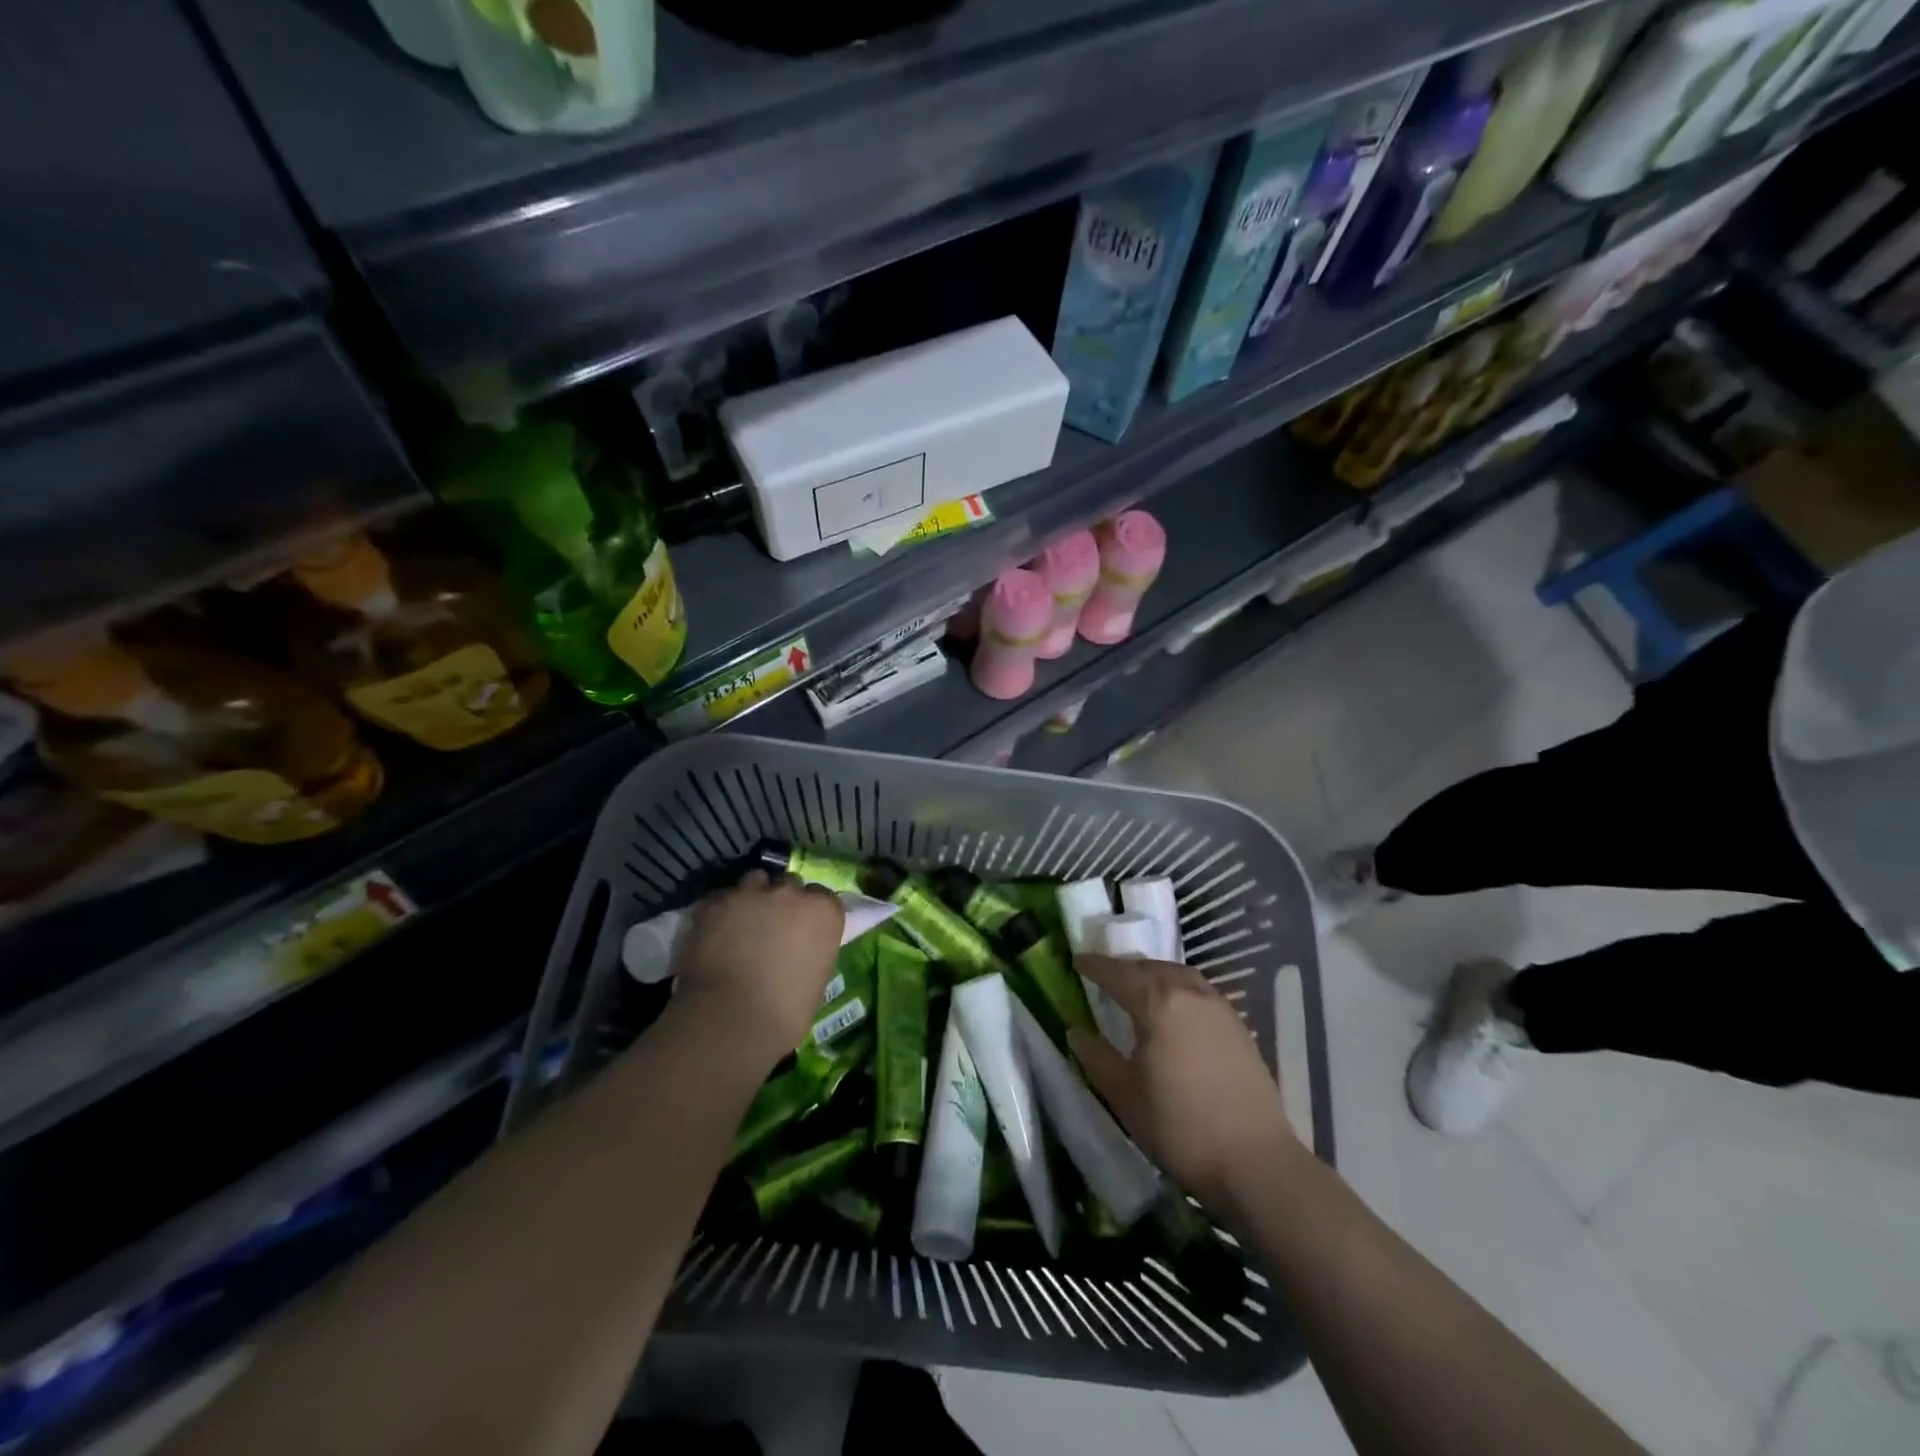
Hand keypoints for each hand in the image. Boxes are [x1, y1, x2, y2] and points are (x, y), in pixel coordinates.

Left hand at [670, 870, 844, 1067]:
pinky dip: (721, 911)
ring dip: (752, 897)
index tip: (803, 930)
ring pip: (755, 881)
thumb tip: (797, 952)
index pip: (823, 897)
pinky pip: (721, 898)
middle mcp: (791, 893)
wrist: (733, 1019)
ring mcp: (751, 894)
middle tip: (772, 928)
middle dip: (783, 902)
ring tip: (742, 923)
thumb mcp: (817, 978)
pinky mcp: (715, 903)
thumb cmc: (786, 1011)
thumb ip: (811, 951)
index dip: (811, 912)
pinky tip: (716, 931)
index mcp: (824, 912)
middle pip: (790, 884)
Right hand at [1070, 954, 1299, 1211]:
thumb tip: (1077, 1032)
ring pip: (1179, 976)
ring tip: (1139, 990)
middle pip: (1151, 968)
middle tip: (1105, 977)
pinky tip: (1174, 1013)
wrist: (1256, 1163)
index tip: (1077, 961)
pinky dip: (1178, 990)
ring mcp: (1219, 1009)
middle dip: (1126, 969)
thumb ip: (1097, 1058)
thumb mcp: (1125, 1096)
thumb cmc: (1180, 1129)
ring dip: (1155, 976)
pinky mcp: (1239, 1028)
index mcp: (1158, 1003)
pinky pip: (1199, 992)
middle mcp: (1190, 994)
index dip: (1095, 966)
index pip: (1118, 973)